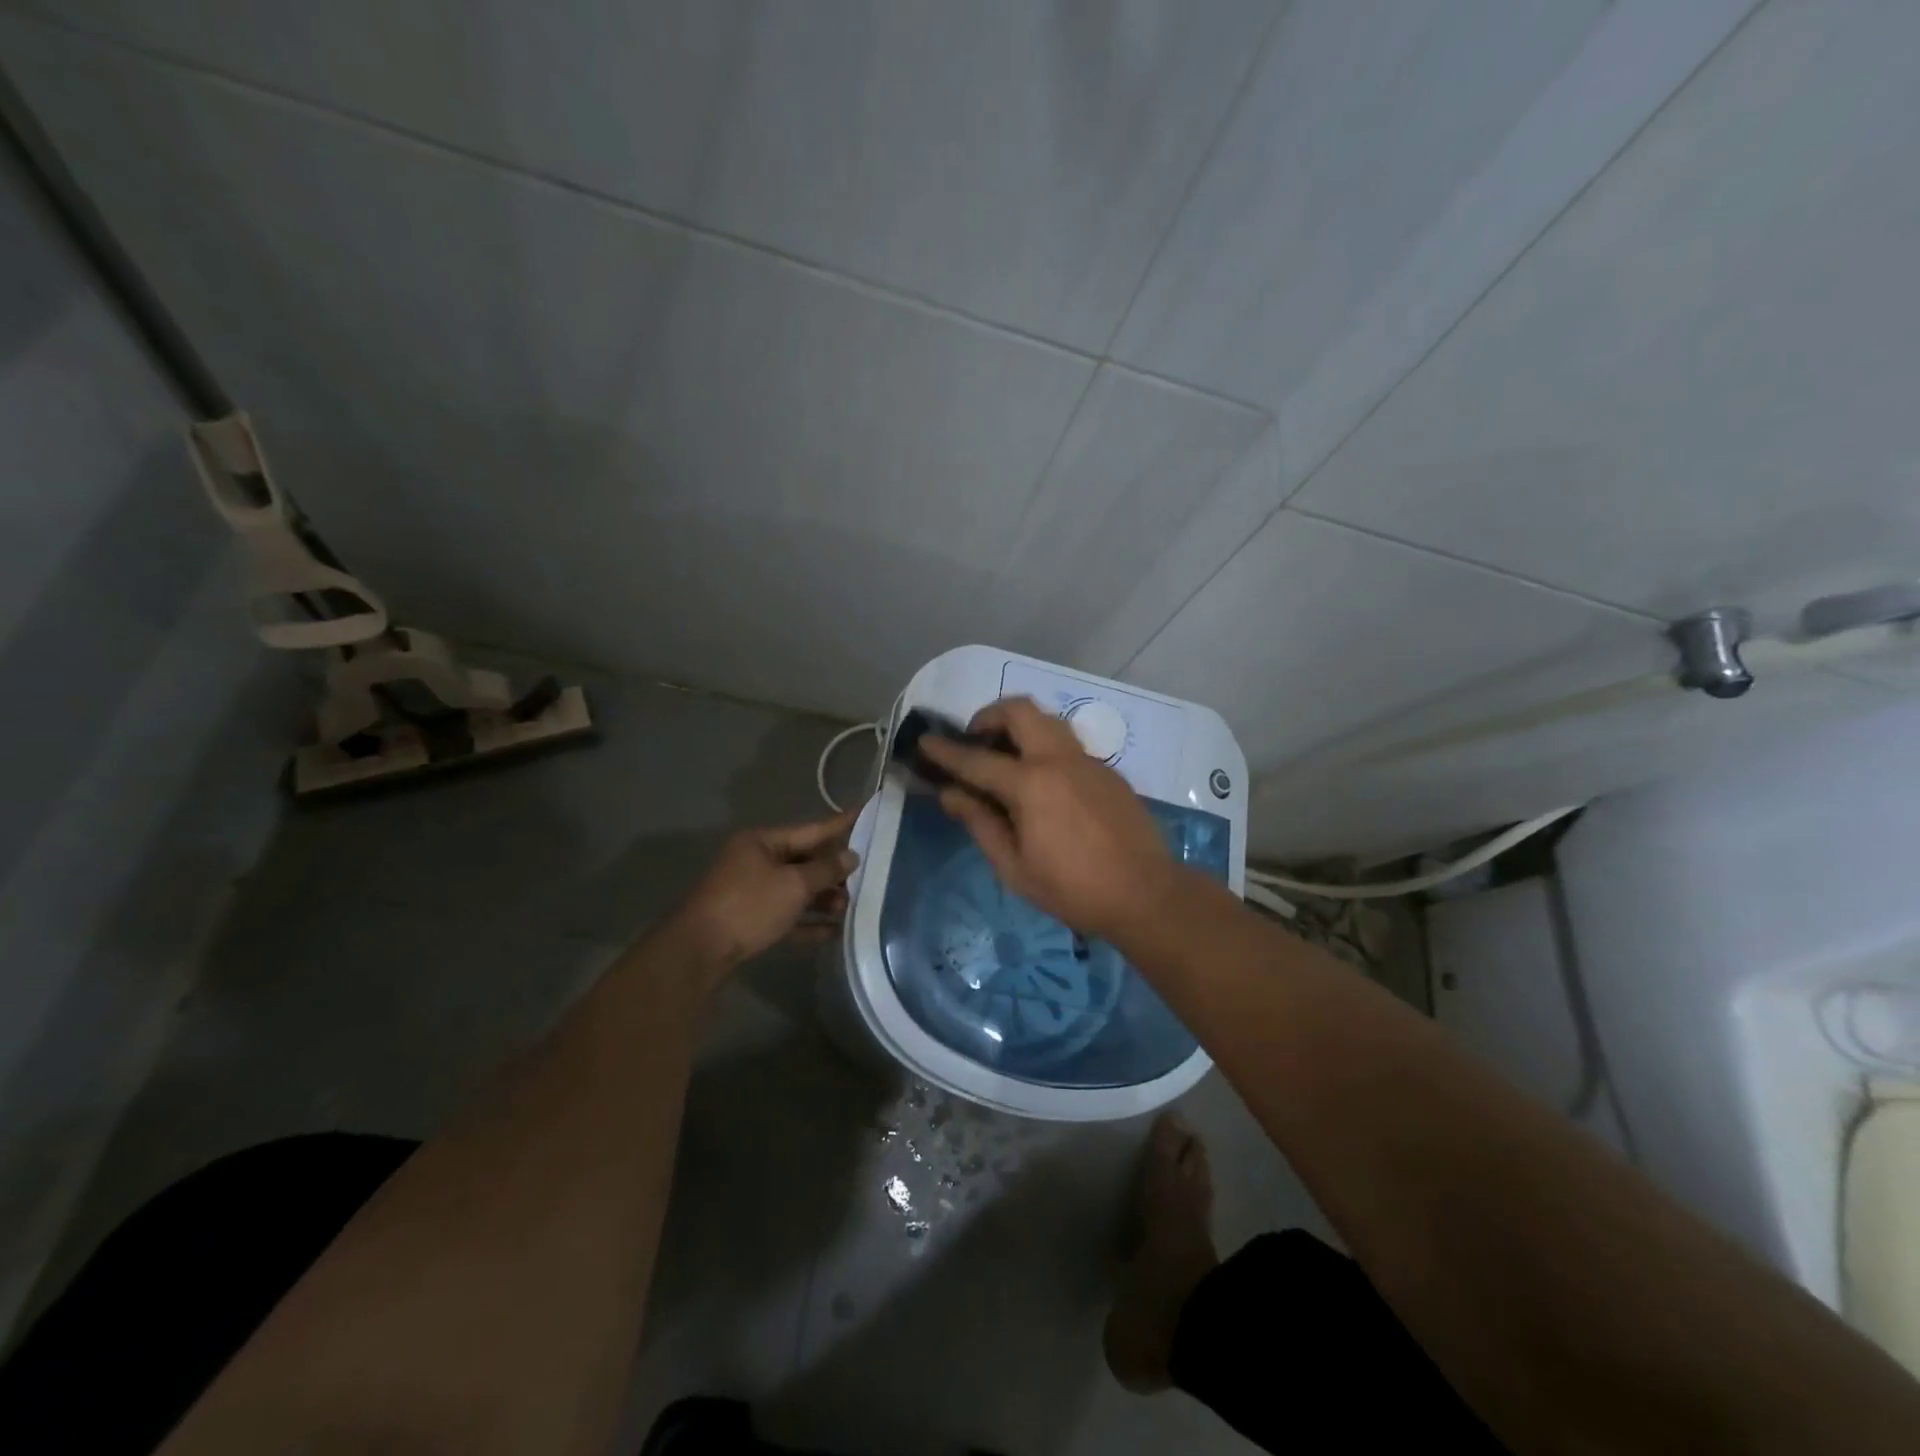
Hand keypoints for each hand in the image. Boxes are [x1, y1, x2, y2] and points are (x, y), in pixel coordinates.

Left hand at [663, 809, 859, 977]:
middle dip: (834, 871)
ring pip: (797, 890)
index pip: (811, 829)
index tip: (866, 812)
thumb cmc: (749, 906)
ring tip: (851, 908)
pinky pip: (787, 915)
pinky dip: (808, 922)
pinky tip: (834, 932)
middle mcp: (756, 861)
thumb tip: (851, 856)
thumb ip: (826, 870)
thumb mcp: (794, 884)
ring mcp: (752, 892)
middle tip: (867, 875)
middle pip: (805, 861)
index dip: (841, 824)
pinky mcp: (751, 920)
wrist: (700, 952)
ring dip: (824, 899)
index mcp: (763, 842)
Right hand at [920, 698, 1175, 940]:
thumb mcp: (1014, 867)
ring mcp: (1088, 761)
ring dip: (1020, 725)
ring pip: (1048, 719)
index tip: (925, 741)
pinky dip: (1044, 746)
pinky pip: (1068, 743)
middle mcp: (1059, 760)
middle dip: (989, 716)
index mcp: (1031, 785)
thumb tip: (950, 794)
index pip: (977, 760)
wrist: (1146, 894)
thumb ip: (980, 823)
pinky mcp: (1108, 770)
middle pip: (1020, 710)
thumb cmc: (1073, 889)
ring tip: (1006, 756)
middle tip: (976, 741)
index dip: (946, 751)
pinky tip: (1043, 782)